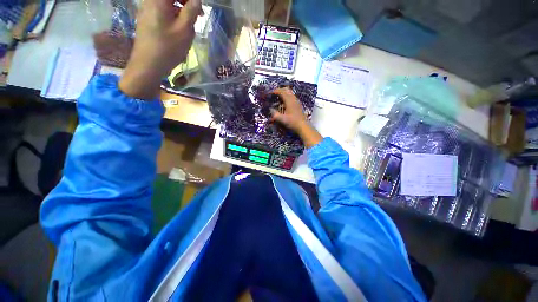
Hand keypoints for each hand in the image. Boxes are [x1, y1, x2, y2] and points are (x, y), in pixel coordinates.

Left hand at [119, 0, 201, 98]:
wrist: (148, 65)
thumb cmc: (167, 47)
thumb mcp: (184, 30)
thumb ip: (191, 11)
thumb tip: (197, 0)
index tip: (199, 7)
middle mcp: (150, 1)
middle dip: (186, 2)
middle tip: (198, 13)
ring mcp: (147, 10)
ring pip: (167, 3)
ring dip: (180, 8)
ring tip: (191, 22)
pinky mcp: (147, 19)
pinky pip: (162, 10)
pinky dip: (173, 14)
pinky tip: (180, 27)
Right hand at [270, 88, 322, 147]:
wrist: (303, 126)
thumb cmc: (292, 122)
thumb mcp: (281, 119)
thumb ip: (275, 114)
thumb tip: (270, 109)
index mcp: (289, 101)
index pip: (282, 92)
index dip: (275, 91)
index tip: (270, 93)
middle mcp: (294, 99)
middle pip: (287, 90)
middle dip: (280, 90)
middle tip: (274, 94)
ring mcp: (297, 102)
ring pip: (290, 93)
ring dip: (284, 93)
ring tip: (278, 98)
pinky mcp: (299, 105)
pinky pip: (292, 97)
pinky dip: (287, 97)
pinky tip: (285, 103)